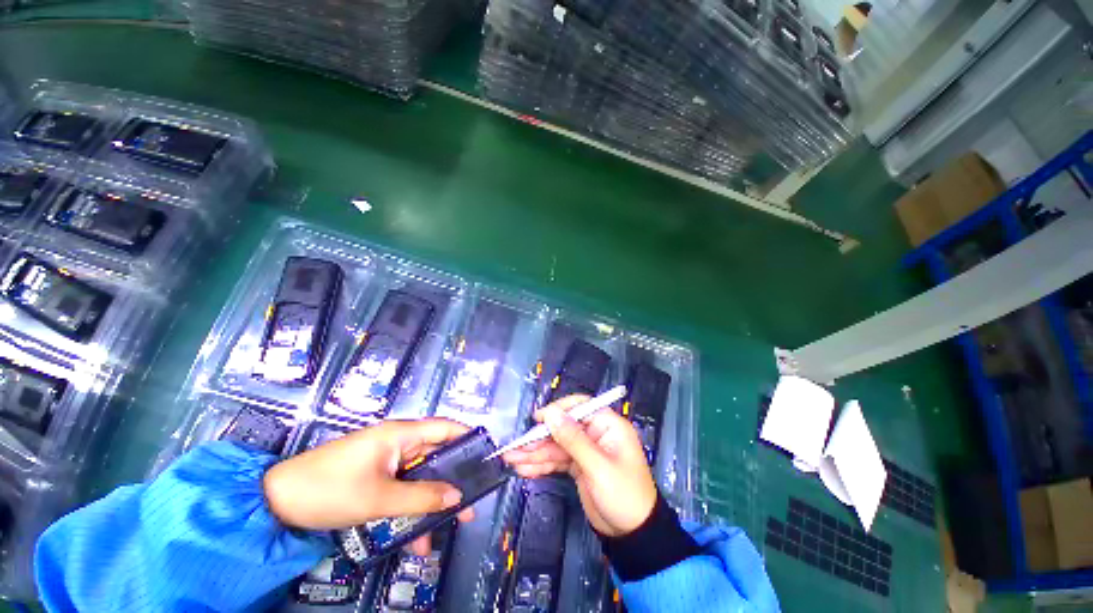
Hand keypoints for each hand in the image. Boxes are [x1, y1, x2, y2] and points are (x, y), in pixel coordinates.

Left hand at [263, 418, 474, 554]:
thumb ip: (422, 498)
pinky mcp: (376, 477)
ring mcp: (387, 461)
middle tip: (470, 503)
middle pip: (436, 456)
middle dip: (453, 480)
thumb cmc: (329, 490)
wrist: (276, 504)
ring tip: (445, 528)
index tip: (487, 456)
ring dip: (431, 503)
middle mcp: (398, 442)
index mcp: (401, 434)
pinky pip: (402, 490)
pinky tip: (414, 538)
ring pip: (420, 478)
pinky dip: (410, 510)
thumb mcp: (379, 498)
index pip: (446, 428)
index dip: (468, 437)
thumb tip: (457, 497)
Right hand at [502, 395, 657, 536]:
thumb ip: (573, 439)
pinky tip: (524, 469)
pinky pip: (557, 461)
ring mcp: (586, 451)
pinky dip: (541, 465)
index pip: (580, 407)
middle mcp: (595, 434)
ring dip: (535, 453)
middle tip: (516, 447)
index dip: (558, 410)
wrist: (633, 535)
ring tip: (512, 459)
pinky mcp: (579, 466)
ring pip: (557, 445)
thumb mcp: (598, 467)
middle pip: (563, 428)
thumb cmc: (624, 495)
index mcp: (608, 425)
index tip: (537, 418)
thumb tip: (551, 413)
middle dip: (539, 438)